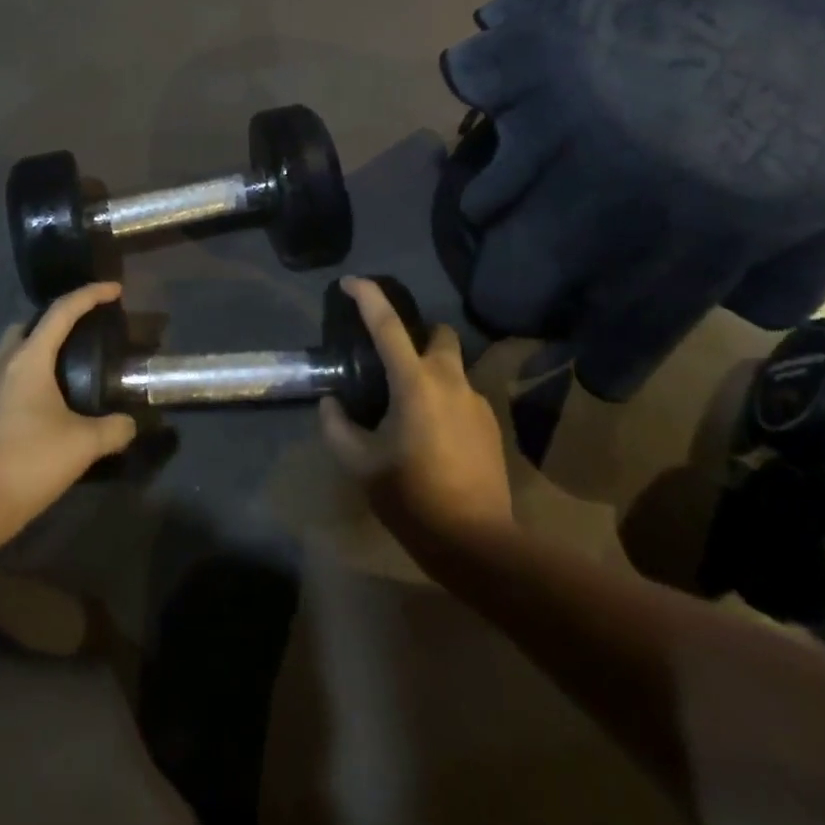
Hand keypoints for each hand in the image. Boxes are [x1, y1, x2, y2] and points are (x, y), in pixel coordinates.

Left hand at [0, 282, 137, 555]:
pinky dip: (22, 381)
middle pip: (29, 325)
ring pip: (10, 353)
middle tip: (83, 336)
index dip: (91, 295)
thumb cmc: (29, 463)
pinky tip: (38, 408)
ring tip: (63, 373)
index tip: (114, 290)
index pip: (62, 310)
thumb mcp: (84, 445)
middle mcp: (1, 364)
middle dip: (56, 322)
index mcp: (29, 359)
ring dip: (36, 352)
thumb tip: (130, 424)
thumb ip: (114, 429)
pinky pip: (0, 380)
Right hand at [319, 277, 514, 556]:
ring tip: (411, 408)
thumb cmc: (413, 497)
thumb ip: (337, 427)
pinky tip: (434, 436)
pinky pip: (464, 397)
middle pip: (438, 333)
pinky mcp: (492, 425)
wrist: (477, 542)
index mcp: (414, 382)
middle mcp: (450, 380)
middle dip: (418, 333)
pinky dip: (446, 401)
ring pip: (453, 367)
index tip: (350, 282)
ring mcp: (477, 401)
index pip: (387, 325)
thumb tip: (331, 403)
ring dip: (432, 372)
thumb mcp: (361, 465)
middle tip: (394, 357)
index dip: (367, 297)